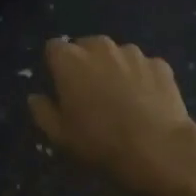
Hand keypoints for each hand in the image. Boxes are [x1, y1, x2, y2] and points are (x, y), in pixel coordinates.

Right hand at [27, 36, 195, 191]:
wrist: (158, 149)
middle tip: (92, 95)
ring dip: (116, 69)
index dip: (57, 67)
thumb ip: (42, 112)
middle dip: (86, 64)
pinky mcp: (159, 64)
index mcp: (70, 59)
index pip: (53, 48)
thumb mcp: (60, 136)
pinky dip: (143, 79)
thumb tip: (35, 97)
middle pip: (86, 47)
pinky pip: (144, 68)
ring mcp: (133, 52)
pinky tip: (148, 104)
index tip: (62, 88)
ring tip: (124, 101)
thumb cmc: (100, 142)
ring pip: (117, 55)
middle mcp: (100, 46)